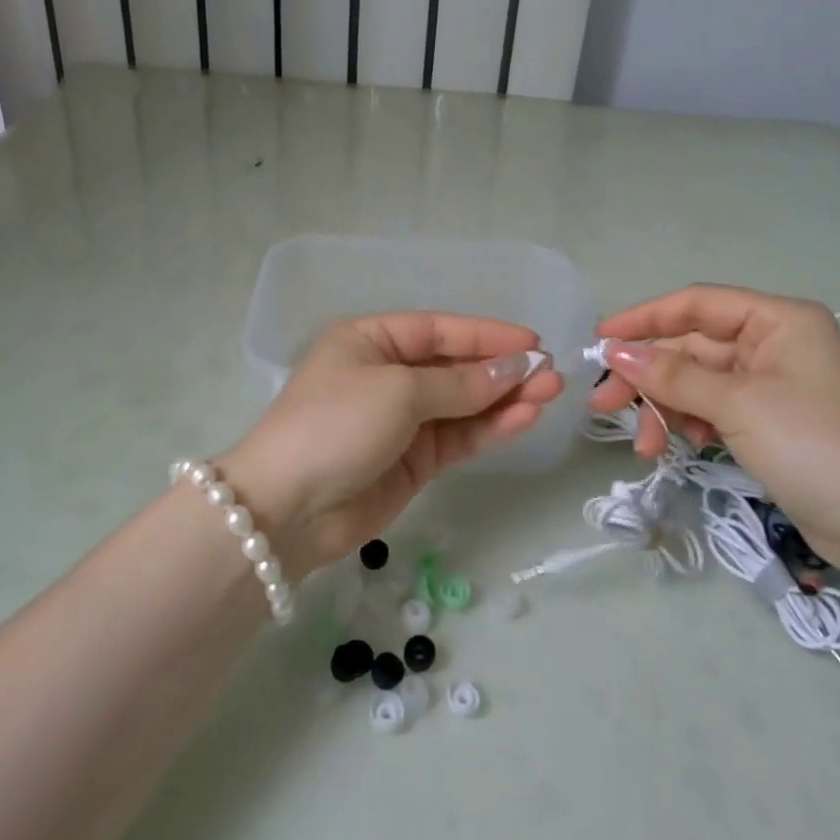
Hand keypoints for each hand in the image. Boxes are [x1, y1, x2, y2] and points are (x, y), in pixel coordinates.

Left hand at [216, 313, 563, 572]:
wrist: (288, 509)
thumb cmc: (337, 424)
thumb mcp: (398, 391)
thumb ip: (460, 384)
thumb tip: (515, 368)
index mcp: (371, 341)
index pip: (439, 330)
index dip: (486, 335)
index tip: (533, 340)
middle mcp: (387, 375)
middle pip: (455, 367)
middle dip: (501, 369)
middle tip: (551, 373)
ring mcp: (401, 420)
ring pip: (463, 404)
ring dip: (504, 399)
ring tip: (550, 394)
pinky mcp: (413, 461)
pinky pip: (458, 437)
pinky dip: (490, 428)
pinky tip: (524, 419)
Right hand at [588, 285, 839, 560]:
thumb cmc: (815, 446)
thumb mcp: (737, 404)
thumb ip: (672, 375)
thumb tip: (614, 351)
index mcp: (778, 320)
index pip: (696, 305)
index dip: (644, 319)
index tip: (599, 341)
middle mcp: (775, 344)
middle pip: (692, 347)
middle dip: (648, 377)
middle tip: (603, 405)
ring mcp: (773, 385)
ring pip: (698, 383)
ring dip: (665, 408)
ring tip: (643, 445)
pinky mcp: (770, 422)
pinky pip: (714, 409)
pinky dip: (690, 424)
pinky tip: (680, 447)